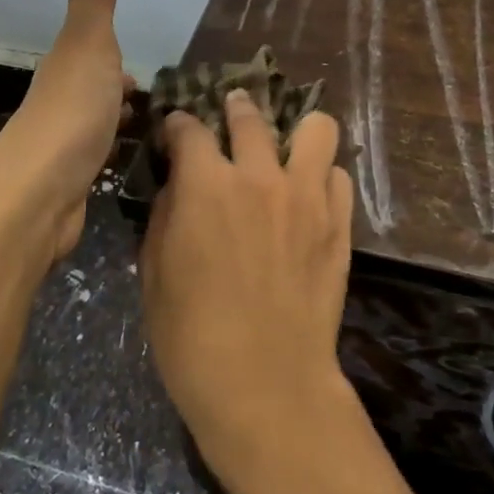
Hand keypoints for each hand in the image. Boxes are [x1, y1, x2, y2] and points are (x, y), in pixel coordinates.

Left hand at [0, 0, 131, 263]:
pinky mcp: (71, 181)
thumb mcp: (89, 46)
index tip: (143, 73)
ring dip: (117, 123)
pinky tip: (129, 163)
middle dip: (120, 93)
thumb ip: (94, 2)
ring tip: (153, 132)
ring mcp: (63, 144)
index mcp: (64, 68)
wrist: (38, 194)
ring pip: (95, 125)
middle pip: (92, 90)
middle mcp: (59, 102)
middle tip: (158, 103)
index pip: (90, 55)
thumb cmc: (72, 113)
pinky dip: (114, 153)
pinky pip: (98, 157)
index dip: (114, 59)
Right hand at [140, 91, 355, 492]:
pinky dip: (321, 174)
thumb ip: (167, 213)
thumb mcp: (156, 272)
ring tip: (285, 144)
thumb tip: (179, 183)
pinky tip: (309, 191)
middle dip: (235, 108)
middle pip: (250, 116)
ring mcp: (306, 196)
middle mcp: (259, 176)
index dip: (178, 124)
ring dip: (295, 129)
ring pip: (316, 128)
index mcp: (206, 185)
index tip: (176, 130)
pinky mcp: (338, 223)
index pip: (189, 128)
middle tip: (231, 113)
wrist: (266, 385)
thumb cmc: (192, 336)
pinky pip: (338, 175)